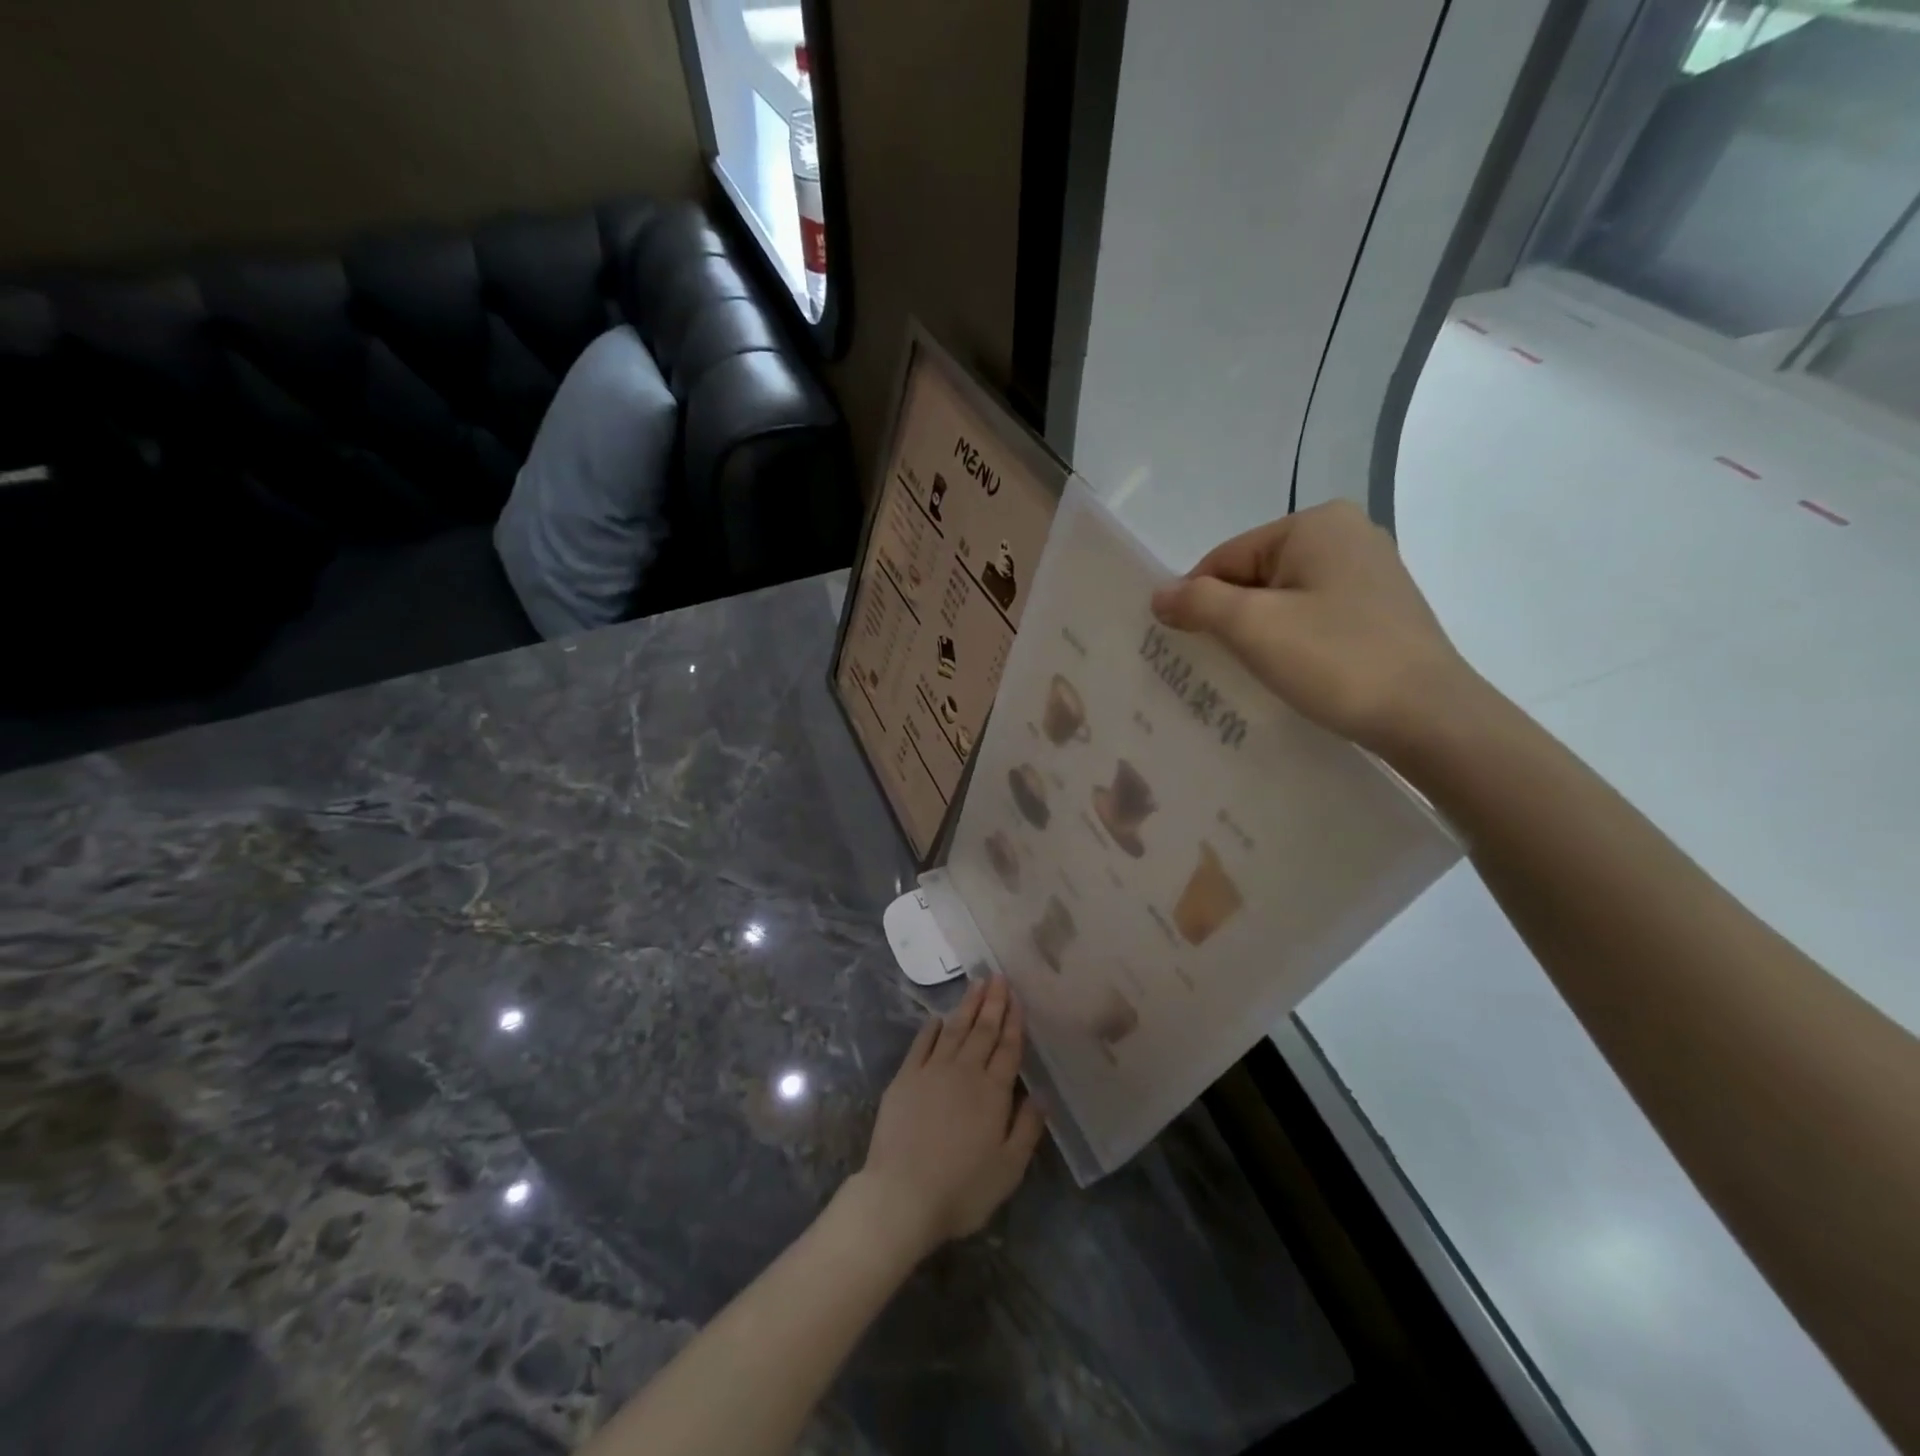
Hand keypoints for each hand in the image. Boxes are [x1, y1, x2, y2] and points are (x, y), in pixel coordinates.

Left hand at [851, 976, 1046, 1258]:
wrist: (902, 1194)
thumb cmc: (962, 1188)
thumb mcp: (1009, 1168)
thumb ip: (1028, 1127)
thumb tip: (1042, 1094)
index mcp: (993, 1092)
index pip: (1008, 1049)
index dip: (1014, 1022)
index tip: (1017, 998)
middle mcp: (965, 1072)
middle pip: (983, 1031)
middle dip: (993, 1003)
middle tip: (998, 976)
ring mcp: (932, 1071)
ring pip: (955, 1030)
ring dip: (967, 1006)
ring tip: (977, 983)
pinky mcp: (905, 1078)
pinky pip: (922, 1044)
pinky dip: (933, 1028)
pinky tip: (940, 1018)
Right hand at [1150, 501, 1478, 755]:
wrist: (1429, 717)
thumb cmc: (1335, 660)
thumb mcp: (1252, 627)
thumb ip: (1197, 603)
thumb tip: (1158, 594)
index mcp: (1315, 524)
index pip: (1226, 557)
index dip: (1197, 601)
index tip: (1184, 646)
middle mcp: (1347, 534)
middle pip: (1254, 576)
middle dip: (1229, 618)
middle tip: (1217, 664)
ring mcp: (1370, 572)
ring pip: (1283, 599)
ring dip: (1258, 634)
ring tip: (1252, 673)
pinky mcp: (1381, 609)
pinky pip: (1313, 616)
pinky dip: (1291, 641)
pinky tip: (1290, 672)